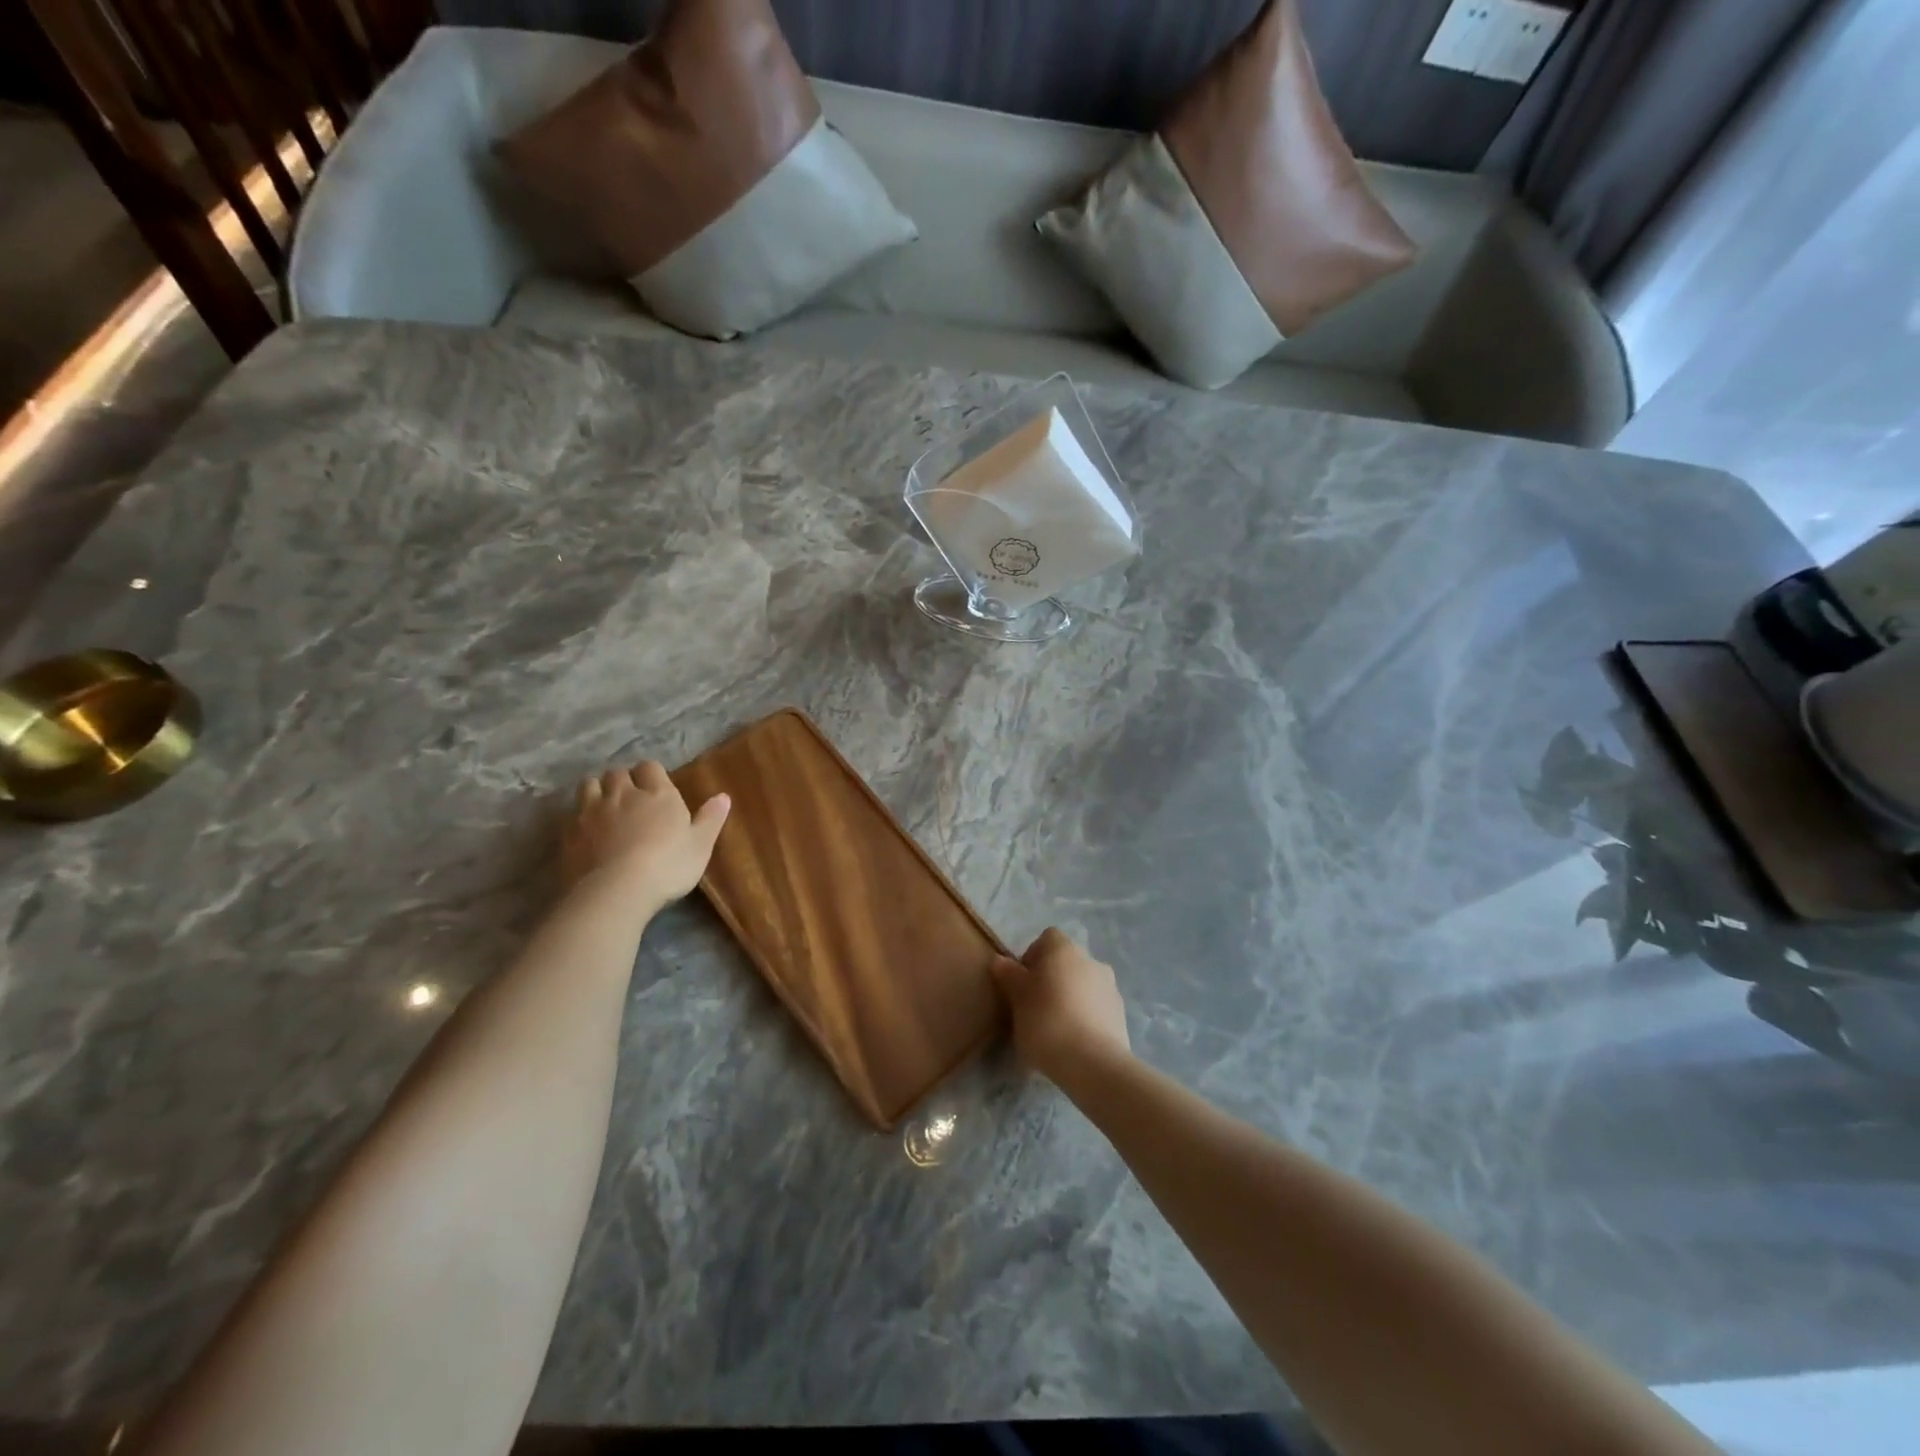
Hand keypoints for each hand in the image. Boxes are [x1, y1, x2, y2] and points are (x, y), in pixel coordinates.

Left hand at [562, 760, 729, 912]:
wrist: (616, 891)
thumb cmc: (668, 866)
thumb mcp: (700, 845)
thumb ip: (711, 818)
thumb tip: (723, 796)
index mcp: (658, 794)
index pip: (650, 767)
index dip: (651, 774)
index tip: (656, 785)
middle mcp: (623, 794)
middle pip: (617, 773)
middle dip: (623, 779)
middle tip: (630, 795)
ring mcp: (592, 812)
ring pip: (589, 785)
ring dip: (597, 790)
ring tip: (604, 805)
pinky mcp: (570, 833)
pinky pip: (571, 814)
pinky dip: (579, 816)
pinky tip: (586, 831)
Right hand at [991, 928, 1130, 1083]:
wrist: (1093, 1063)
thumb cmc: (1046, 1021)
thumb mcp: (1018, 999)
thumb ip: (1009, 975)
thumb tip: (1000, 960)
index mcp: (1064, 950)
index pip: (1047, 938)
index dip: (1032, 956)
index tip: (1022, 982)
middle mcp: (1091, 960)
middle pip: (1066, 962)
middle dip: (1051, 979)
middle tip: (1034, 1006)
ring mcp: (1110, 987)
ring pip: (1083, 985)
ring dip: (1069, 998)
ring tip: (1054, 1029)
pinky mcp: (1120, 1014)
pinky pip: (1096, 1007)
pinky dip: (1085, 1017)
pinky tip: (1073, 1042)